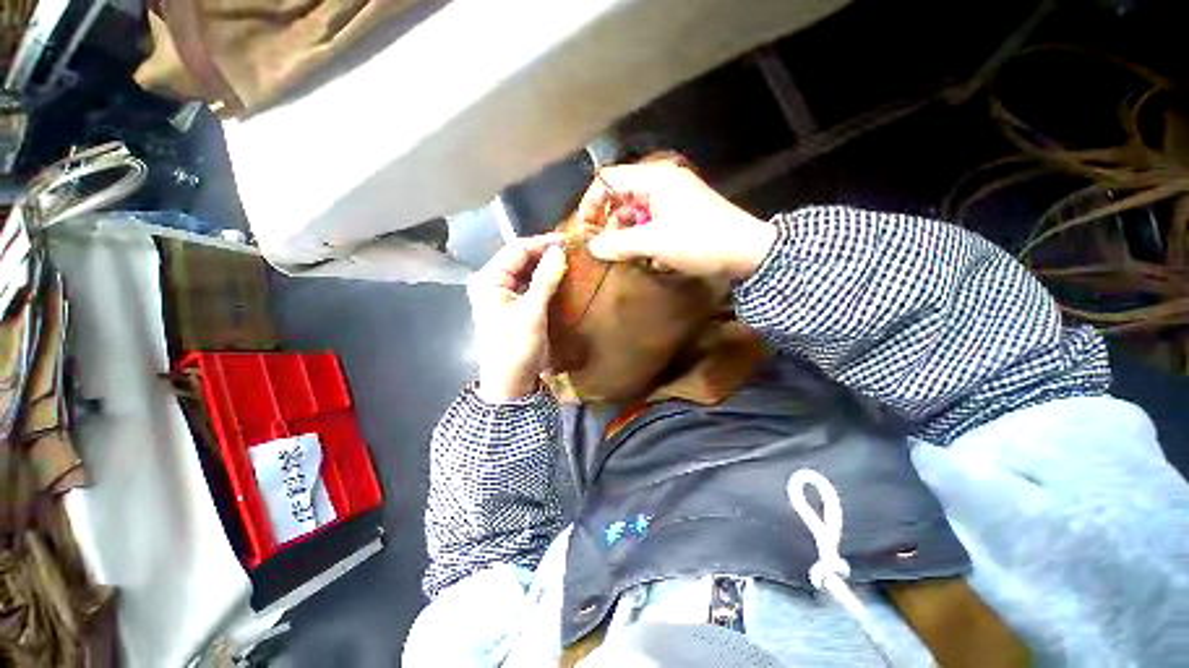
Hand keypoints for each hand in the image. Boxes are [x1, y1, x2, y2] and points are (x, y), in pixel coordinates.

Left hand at [467, 234, 566, 402]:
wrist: (510, 382)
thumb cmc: (516, 347)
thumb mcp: (532, 313)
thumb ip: (545, 279)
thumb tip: (559, 250)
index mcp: (489, 280)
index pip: (516, 250)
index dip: (542, 243)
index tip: (568, 240)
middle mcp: (492, 282)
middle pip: (520, 259)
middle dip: (545, 253)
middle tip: (573, 250)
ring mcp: (503, 294)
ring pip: (526, 271)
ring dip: (546, 266)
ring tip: (571, 260)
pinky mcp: (514, 305)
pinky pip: (530, 285)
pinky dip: (545, 280)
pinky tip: (561, 277)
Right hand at [579, 160, 777, 279]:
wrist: (746, 252)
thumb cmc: (699, 241)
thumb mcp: (655, 242)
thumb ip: (619, 243)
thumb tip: (592, 246)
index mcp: (653, 178)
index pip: (608, 179)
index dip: (592, 202)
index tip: (586, 229)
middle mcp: (660, 182)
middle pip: (621, 197)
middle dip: (611, 223)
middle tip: (606, 250)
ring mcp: (672, 199)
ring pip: (635, 213)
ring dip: (627, 235)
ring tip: (627, 257)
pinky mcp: (680, 215)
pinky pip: (651, 222)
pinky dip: (644, 238)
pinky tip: (648, 257)